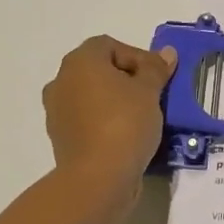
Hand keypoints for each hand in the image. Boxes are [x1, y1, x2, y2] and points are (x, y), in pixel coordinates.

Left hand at [42, 35, 176, 199]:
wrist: (98, 177)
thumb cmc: (125, 123)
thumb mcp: (149, 92)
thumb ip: (156, 69)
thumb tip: (166, 53)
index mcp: (80, 62)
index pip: (110, 46)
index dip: (137, 56)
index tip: (157, 77)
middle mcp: (61, 81)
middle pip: (99, 70)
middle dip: (127, 79)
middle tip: (153, 95)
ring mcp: (57, 111)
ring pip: (92, 96)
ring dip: (115, 101)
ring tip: (143, 117)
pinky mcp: (61, 137)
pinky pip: (87, 119)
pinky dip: (105, 121)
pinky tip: (127, 135)